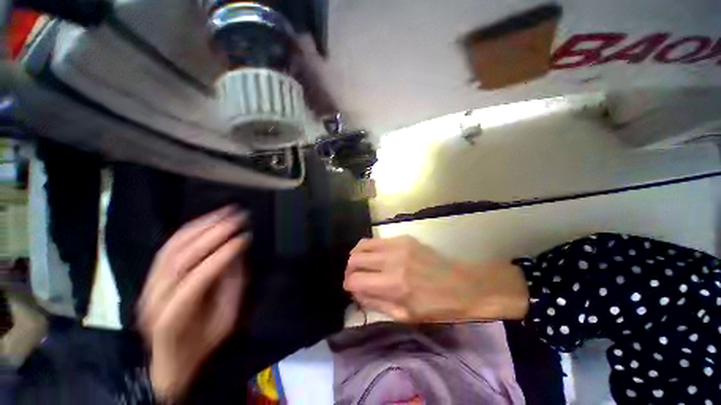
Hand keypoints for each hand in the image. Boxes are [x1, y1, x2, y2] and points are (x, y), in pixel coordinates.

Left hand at [137, 206, 249, 400]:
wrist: (171, 359)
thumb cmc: (202, 343)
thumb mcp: (225, 320)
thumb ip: (232, 285)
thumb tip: (235, 253)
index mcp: (173, 318)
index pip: (197, 278)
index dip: (222, 255)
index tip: (244, 238)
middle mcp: (154, 299)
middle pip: (181, 258)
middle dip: (213, 233)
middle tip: (237, 218)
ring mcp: (149, 287)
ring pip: (172, 248)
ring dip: (201, 226)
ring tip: (224, 212)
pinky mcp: (151, 279)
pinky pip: (167, 248)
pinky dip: (188, 231)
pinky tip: (206, 221)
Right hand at [343, 236, 528, 322]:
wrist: (463, 285)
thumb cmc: (435, 307)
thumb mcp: (404, 316)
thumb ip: (375, 303)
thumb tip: (356, 292)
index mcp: (394, 284)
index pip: (355, 280)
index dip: (348, 286)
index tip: (351, 289)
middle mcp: (393, 260)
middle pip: (354, 259)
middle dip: (349, 270)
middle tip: (355, 278)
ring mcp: (398, 245)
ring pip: (362, 245)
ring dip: (357, 256)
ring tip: (361, 265)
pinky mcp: (404, 238)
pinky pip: (377, 240)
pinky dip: (370, 249)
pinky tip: (376, 257)